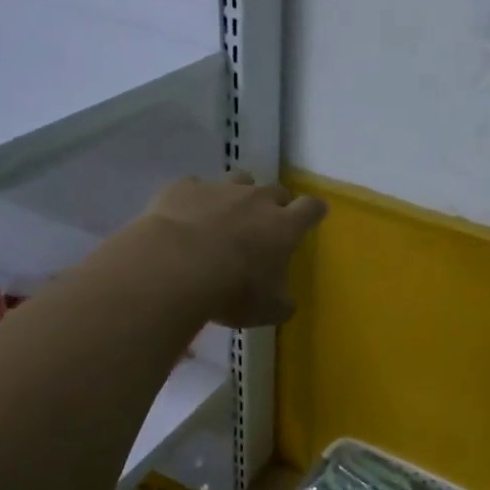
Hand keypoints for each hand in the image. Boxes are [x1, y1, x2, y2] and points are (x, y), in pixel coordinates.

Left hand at [139, 171, 327, 328]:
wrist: (176, 268)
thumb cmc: (233, 291)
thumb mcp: (269, 309)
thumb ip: (282, 301)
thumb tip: (284, 300)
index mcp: (284, 226)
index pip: (311, 208)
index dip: (314, 211)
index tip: (314, 215)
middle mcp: (256, 199)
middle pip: (276, 190)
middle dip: (275, 205)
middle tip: (265, 225)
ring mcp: (219, 189)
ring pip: (239, 180)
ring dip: (238, 195)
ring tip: (226, 216)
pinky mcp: (184, 188)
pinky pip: (194, 187)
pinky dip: (195, 200)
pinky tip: (184, 218)